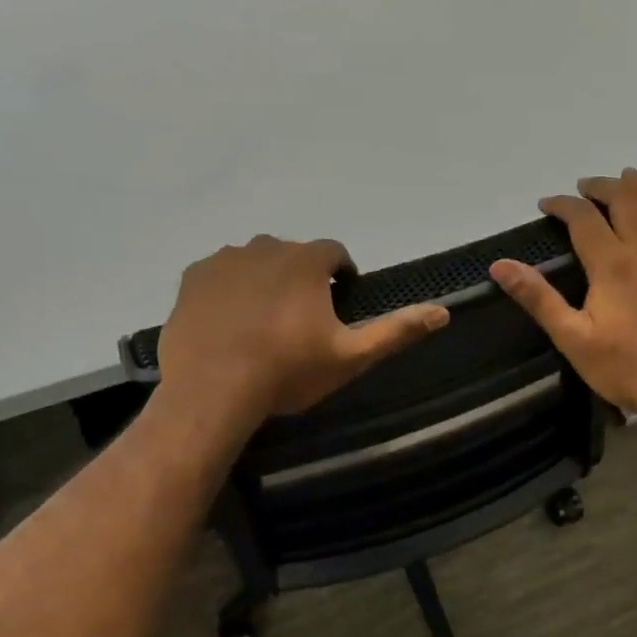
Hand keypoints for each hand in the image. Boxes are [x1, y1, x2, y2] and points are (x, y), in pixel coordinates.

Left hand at [157, 235, 448, 424]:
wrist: (213, 389)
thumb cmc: (288, 372)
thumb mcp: (351, 357)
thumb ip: (396, 331)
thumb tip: (443, 312)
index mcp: (307, 261)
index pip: (335, 253)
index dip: (341, 275)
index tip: (338, 303)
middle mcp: (266, 247)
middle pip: (293, 256)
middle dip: (301, 279)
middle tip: (300, 322)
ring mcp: (224, 260)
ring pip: (255, 263)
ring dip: (265, 282)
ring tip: (263, 324)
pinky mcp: (192, 278)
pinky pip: (219, 275)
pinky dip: (229, 291)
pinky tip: (230, 324)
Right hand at [490, 170, 636, 420]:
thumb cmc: (621, 366)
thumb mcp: (570, 336)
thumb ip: (537, 297)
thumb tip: (500, 265)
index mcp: (610, 263)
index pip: (583, 219)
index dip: (562, 205)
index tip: (545, 204)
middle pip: (626, 201)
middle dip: (603, 187)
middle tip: (585, 186)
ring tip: (631, 175)